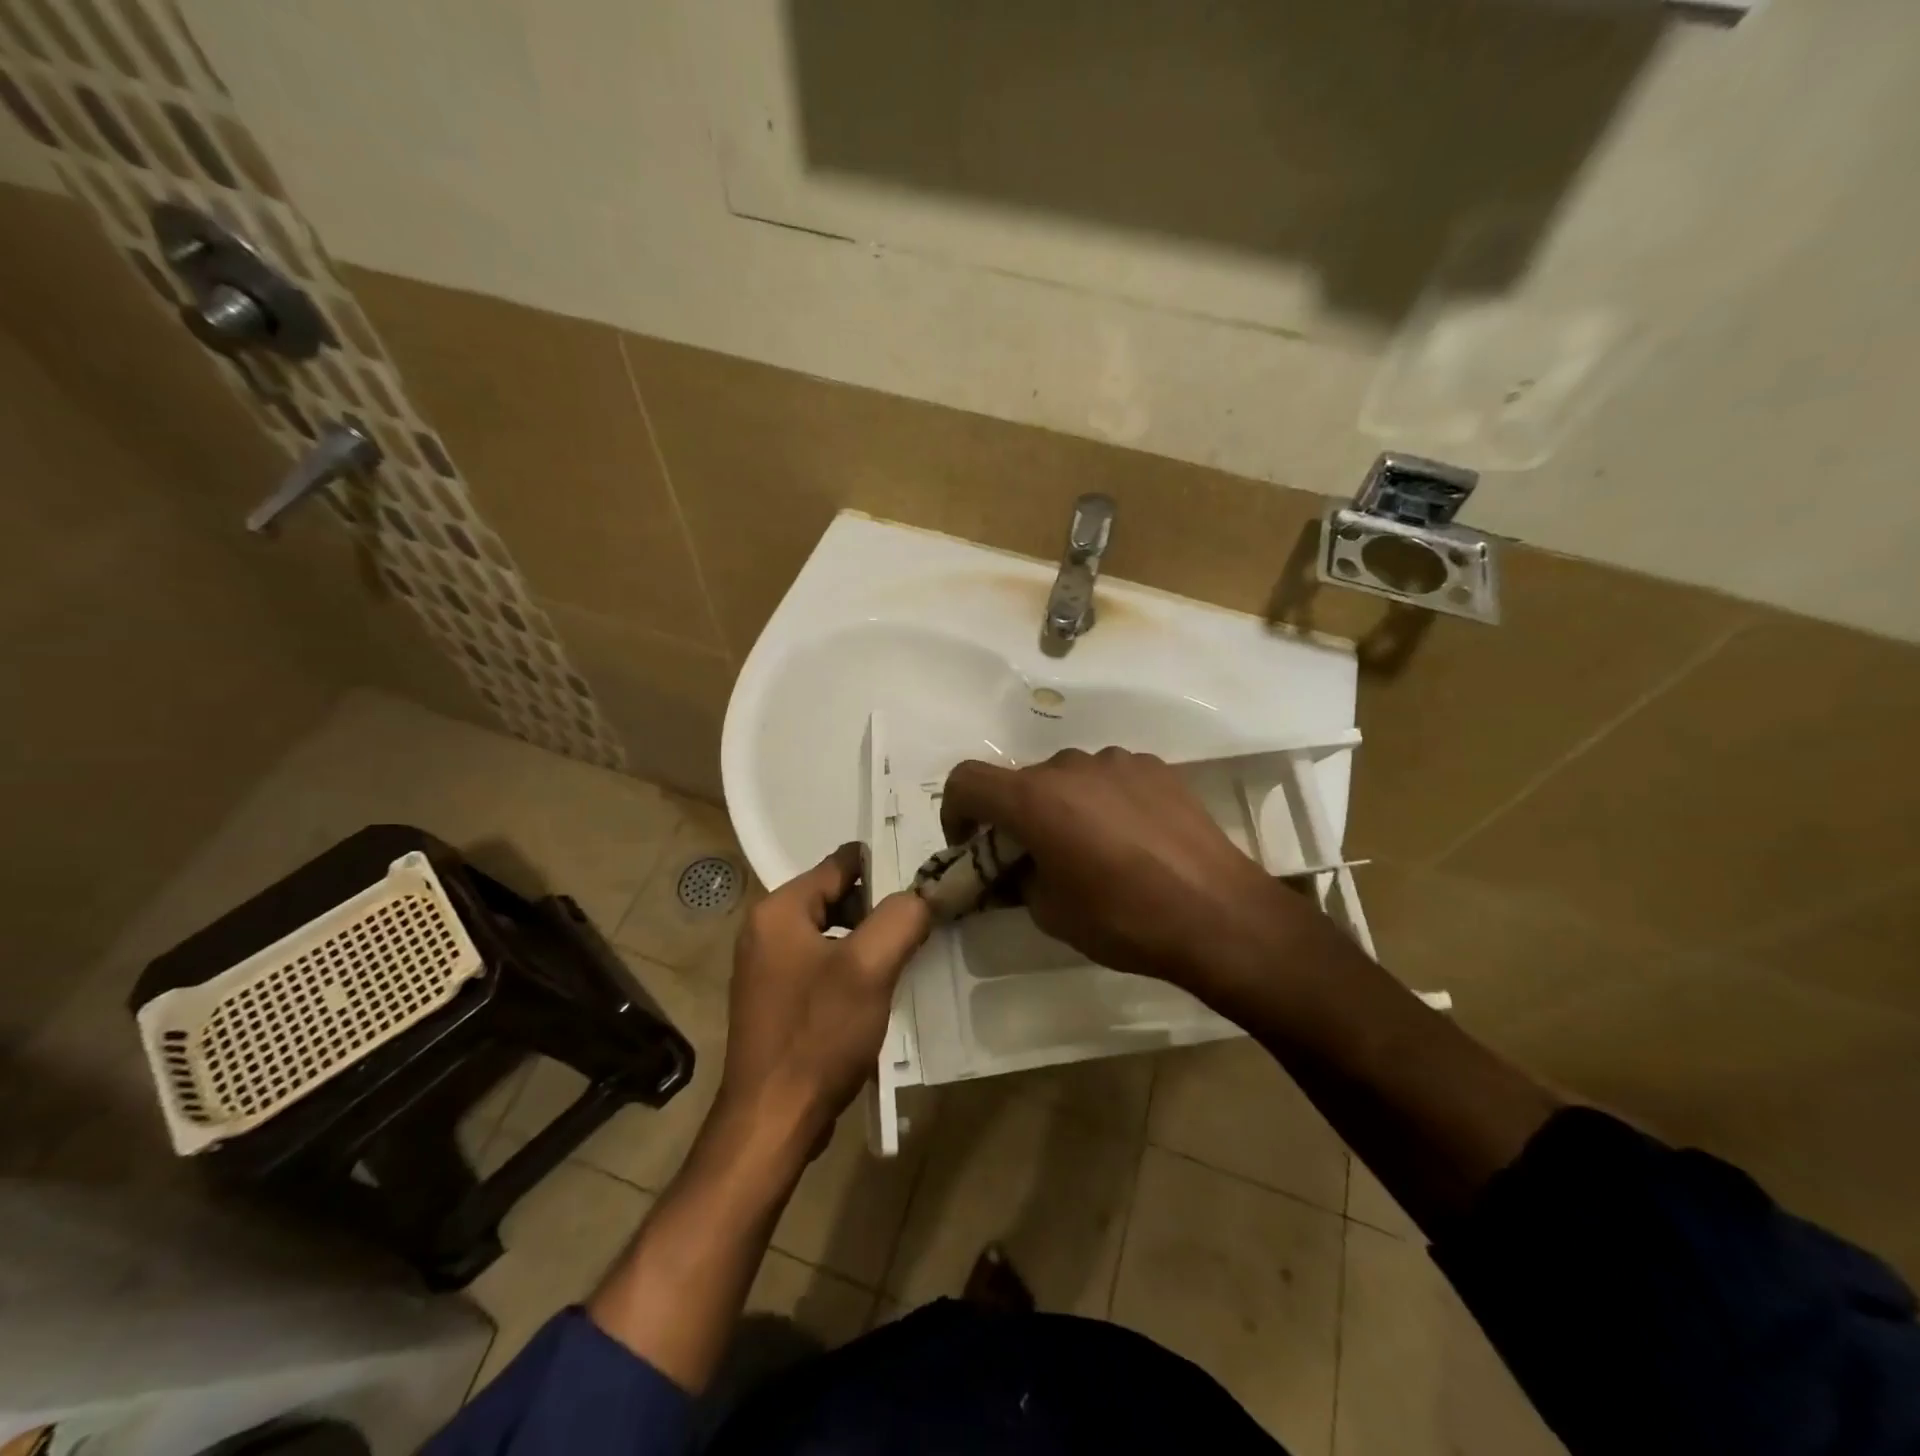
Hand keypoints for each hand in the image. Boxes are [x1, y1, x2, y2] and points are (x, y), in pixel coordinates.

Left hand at [716, 843, 931, 1149]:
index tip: (926, 882)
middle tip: (924, 921)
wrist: (773, 1122)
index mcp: (779, 910)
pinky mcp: (777, 999)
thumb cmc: (818, 1035)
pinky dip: (852, 968)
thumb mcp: (869, 968)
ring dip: (869, 940)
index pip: (841, 864)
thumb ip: (900, 918)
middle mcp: (766, 929)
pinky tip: (881, 988)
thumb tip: (922, 895)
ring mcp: (768, 967)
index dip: (886, 868)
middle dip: (880, 907)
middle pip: (837, 896)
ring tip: (910, 953)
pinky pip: (823, 964)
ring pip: (833, 933)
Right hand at [941, 747, 1332, 1006]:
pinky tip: (1132, 839)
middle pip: (1022, 781)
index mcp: (1034, 799)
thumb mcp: (1051, 912)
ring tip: (1091, 849)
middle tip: (1034, 858)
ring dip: (1062, 806)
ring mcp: (1117, 761)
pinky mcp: (1156, 767)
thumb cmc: (1123, 918)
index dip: (955, 810)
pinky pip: (1110, 778)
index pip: (967, 780)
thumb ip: (1021, 878)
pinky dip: (1103, 801)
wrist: (1218, 913)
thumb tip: (1022, 867)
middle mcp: (1070, 766)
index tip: (969, 843)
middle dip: (1016, 816)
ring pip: (1068, 777)